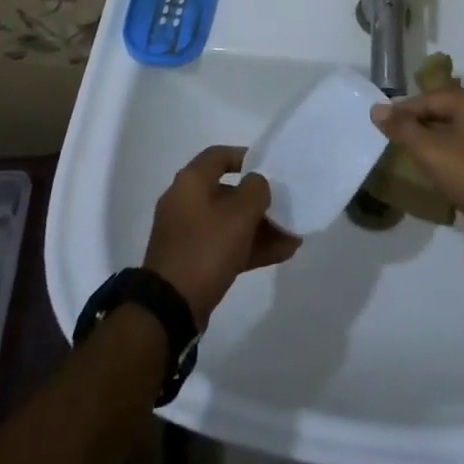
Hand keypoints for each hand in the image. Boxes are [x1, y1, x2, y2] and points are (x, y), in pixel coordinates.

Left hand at [143, 146, 300, 326]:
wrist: (170, 307)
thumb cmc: (205, 248)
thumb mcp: (238, 215)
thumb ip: (255, 190)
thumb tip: (257, 183)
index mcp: (190, 182)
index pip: (219, 156)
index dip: (245, 157)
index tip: (269, 167)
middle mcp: (186, 202)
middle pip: (228, 192)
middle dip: (259, 201)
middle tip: (285, 207)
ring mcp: (188, 233)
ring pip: (229, 222)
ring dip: (260, 227)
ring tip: (292, 235)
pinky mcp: (193, 261)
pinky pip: (225, 245)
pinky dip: (250, 247)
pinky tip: (281, 253)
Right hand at [369, 88, 463, 229]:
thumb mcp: (429, 151)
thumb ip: (402, 128)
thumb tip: (376, 109)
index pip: (429, 99)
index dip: (403, 111)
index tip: (384, 124)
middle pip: (447, 109)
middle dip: (422, 122)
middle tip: (399, 137)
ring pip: (462, 126)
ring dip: (440, 135)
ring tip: (419, 150)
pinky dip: (458, 146)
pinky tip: (447, 162)